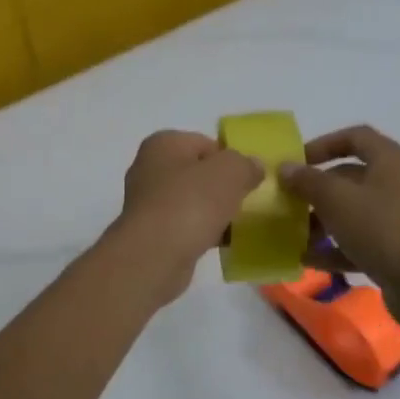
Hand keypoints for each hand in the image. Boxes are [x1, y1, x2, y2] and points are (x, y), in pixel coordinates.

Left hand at [110, 130, 264, 302]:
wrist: (155, 255)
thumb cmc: (191, 203)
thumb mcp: (230, 172)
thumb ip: (245, 164)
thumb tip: (252, 167)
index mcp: (163, 144)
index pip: (205, 143)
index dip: (230, 159)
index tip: (248, 179)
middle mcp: (149, 168)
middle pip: (198, 173)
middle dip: (223, 187)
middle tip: (246, 201)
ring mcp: (147, 203)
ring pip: (192, 201)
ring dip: (214, 212)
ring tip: (237, 224)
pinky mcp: (151, 232)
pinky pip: (185, 226)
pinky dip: (203, 232)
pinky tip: (222, 243)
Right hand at [278, 125, 399, 338]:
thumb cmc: (383, 229)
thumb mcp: (337, 200)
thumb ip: (308, 181)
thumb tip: (285, 167)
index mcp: (390, 161)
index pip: (355, 137)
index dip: (323, 144)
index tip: (296, 161)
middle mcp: (397, 184)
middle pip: (350, 177)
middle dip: (316, 190)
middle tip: (287, 202)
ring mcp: (398, 219)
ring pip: (352, 212)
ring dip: (321, 222)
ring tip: (292, 235)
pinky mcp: (396, 251)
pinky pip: (358, 243)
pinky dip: (334, 249)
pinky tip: (308, 260)